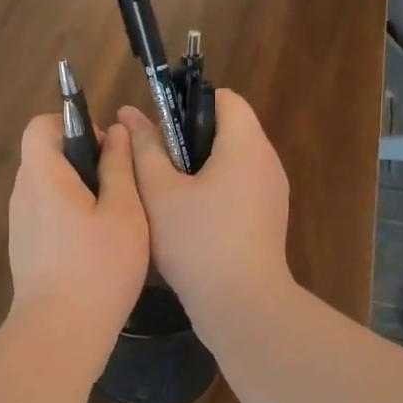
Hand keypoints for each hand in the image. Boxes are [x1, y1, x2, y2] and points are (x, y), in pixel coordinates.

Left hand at [7, 116, 149, 341]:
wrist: (61, 332)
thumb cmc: (98, 266)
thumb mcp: (124, 211)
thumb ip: (118, 166)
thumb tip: (116, 132)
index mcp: (43, 175)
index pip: (42, 126)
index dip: (73, 125)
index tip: (105, 150)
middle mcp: (23, 193)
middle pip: (46, 155)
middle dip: (83, 160)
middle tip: (120, 187)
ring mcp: (20, 223)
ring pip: (49, 187)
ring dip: (80, 190)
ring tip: (114, 218)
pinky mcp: (25, 248)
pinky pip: (47, 214)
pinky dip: (70, 215)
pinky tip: (97, 245)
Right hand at [118, 91, 293, 334]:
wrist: (242, 305)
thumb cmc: (197, 241)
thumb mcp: (159, 192)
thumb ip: (144, 148)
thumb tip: (130, 114)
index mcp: (245, 144)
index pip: (224, 98)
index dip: (188, 103)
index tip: (159, 128)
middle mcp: (267, 160)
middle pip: (229, 128)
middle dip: (189, 136)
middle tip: (154, 161)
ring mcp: (272, 191)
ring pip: (233, 160)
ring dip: (200, 165)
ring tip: (165, 190)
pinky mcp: (269, 218)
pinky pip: (240, 186)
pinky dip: (215, 188)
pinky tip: (188, 217)